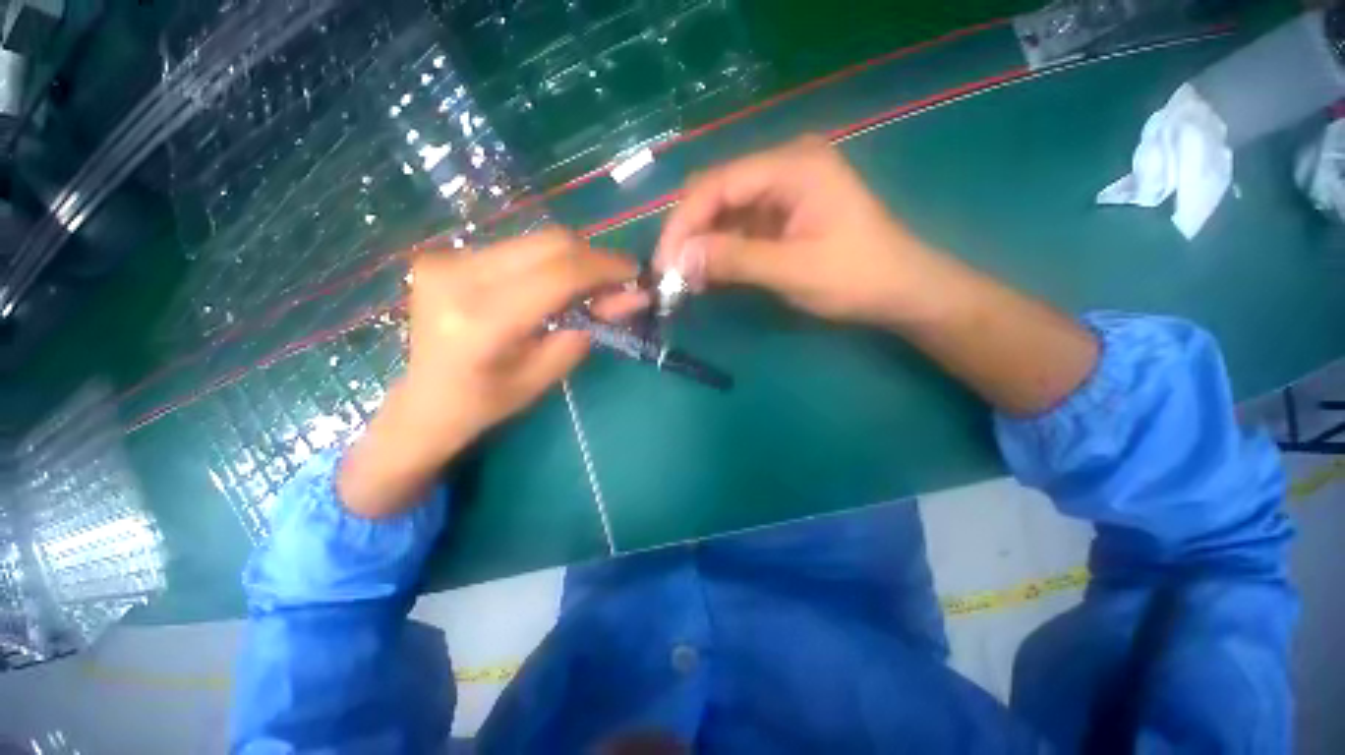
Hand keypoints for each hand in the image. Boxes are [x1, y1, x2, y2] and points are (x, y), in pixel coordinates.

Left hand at [338, 229, 642, 516]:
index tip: (634, 273)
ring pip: (535, 241)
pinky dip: (547, 262)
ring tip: (587, 287)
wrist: (425, 400)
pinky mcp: (444, 254)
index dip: (605, 268)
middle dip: (593, 259)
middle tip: (616, 281)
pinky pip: (516, 248)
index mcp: (483, 319)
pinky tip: (552, 285)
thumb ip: (590, 328)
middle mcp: (458, 276)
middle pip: (549, 244)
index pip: (559, 273)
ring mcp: (446, 258)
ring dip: (572, 260)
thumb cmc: (488, 401)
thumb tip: (632, 296)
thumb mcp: (547, 372)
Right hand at [656, 135, 955, 327]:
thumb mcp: (794, 271)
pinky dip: (719, 252)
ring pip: (722, 213)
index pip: (719, 184)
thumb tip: (680, 259)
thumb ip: (736, 260)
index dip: (684, 223)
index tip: (664, 263)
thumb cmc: (856, 277)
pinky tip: (706, 276)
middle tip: (670, 274)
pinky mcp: (779, 216)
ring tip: (685, 281)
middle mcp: (783, 168)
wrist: (899, 290)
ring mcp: (781, 192)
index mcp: (793, 166)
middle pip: (716, 193)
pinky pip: (737, 229)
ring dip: (701, 246)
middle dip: (688, 233)